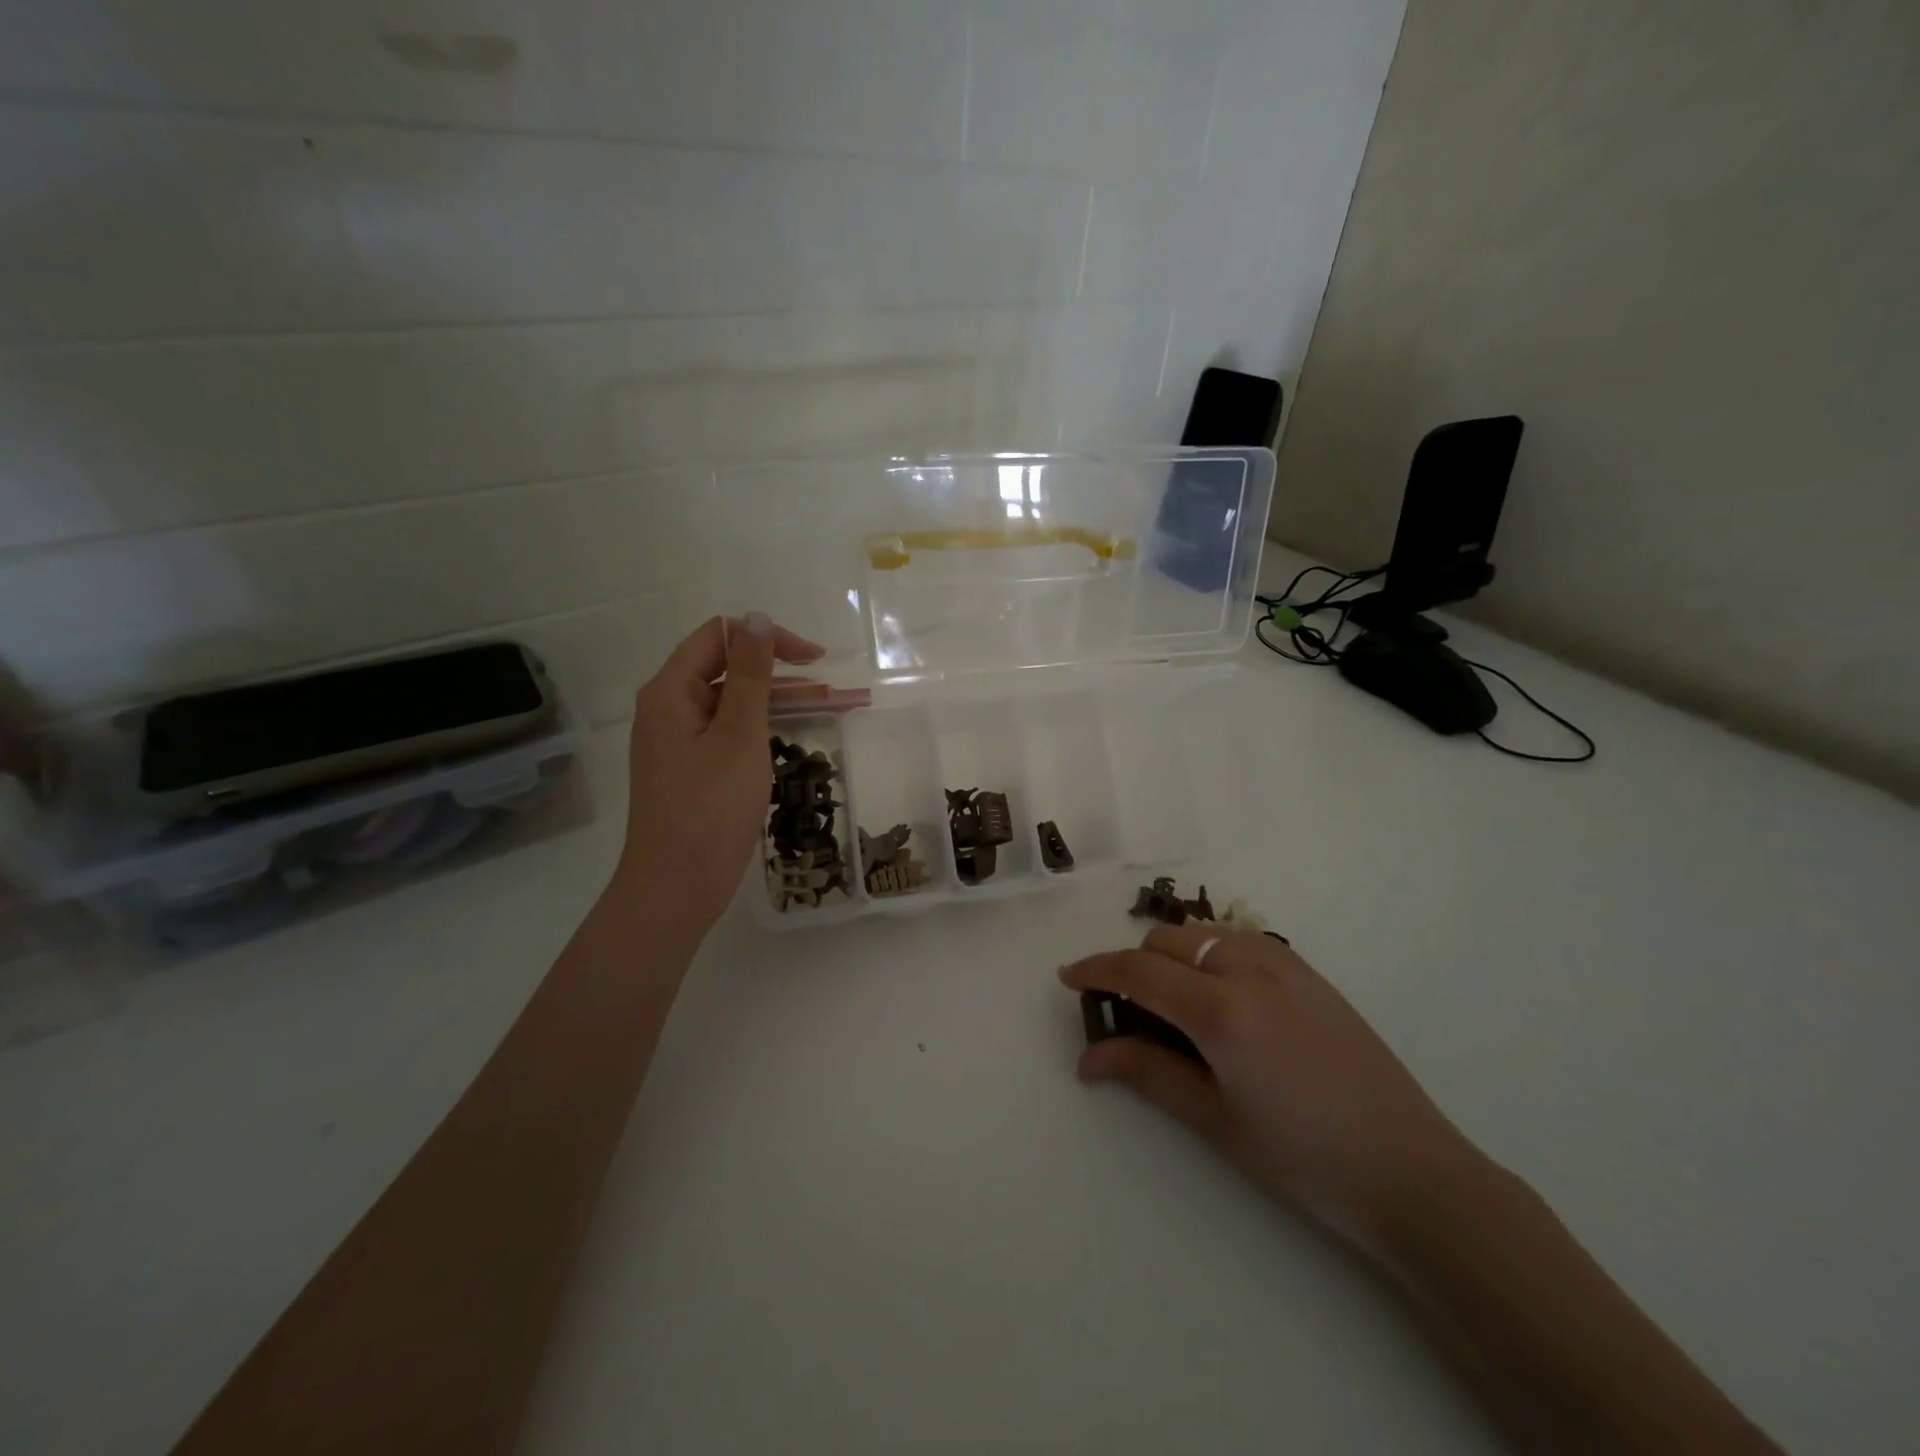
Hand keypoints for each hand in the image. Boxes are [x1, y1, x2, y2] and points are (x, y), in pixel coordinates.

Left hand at [611, 613, 824, 932]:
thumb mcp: (738, 733)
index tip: (814, 659)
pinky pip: (732, 735)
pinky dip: (765, 731)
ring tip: (834, 708)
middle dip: (782, 674)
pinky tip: (798, 737)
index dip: (767, 639)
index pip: (719, 638)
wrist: (676, 886)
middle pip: (727, 671)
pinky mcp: (694, 772)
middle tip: (834, 689)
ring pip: (735, 706)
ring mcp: (681, 743)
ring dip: (781, 703)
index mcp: (670, 691)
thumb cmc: (709, 805)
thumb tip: (755, 617)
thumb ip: (749, 674)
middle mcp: (670, 710)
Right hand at [1060, 924, 1480, 1253]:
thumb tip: (1088, 1057)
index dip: (1096, 970)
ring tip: (1175, 1007)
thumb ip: (1147, 1074)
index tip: (1069, 979)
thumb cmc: (1304, 1157)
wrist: (1411, 1169)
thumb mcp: (1216, 1120)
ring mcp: (1285, 964)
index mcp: (1222, 1010)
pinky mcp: (1308, 972)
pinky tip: (1221, 1000)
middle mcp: (1250, 969)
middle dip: (1135, 966)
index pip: (1139, 971)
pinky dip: (1210, 955)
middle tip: (1130, 1015)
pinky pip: (1239, 941)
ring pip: (1202, 933)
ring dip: (1173, 956)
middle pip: (1166, 941)